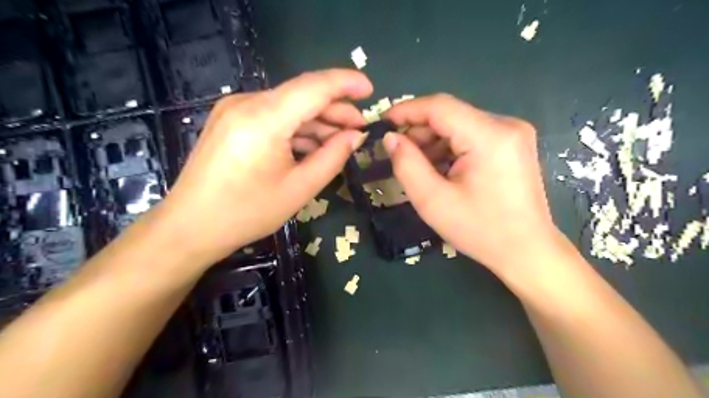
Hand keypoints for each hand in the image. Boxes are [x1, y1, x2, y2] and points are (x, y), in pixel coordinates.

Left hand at [152, 70, 372, 264]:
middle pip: (301, 95)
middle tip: (360, 127)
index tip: (370, 89)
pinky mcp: (231, 120)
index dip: (346, 83)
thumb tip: (356, 136)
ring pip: (288, 106)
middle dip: (334, 109)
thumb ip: (333, 157)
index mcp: (264, 119)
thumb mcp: (299, 188)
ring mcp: (235, 110)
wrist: (190, 226)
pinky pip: (273, 116)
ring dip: (316, 120)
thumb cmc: (247, 212)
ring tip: (341, 138)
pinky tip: (313, 144)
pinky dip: (296, 128)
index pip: (314, 86)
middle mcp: (247, 103)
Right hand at [385, 94, 562, 274]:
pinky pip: (473, 135)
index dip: (407, 110)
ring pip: (460, 124)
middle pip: (450, 114)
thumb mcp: (433, 201)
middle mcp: (506, 125)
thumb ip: (407, 164)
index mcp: (489, 136)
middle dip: (420, 130)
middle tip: (398, 152)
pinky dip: (451, 147)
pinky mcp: (514, 144)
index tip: (382, 122)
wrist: (527, 251)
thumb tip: (391, 138)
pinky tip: (440, 168)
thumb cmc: (480, 230)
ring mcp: (514, 133)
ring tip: (418, 165)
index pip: (440, 107)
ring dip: (434, 141)